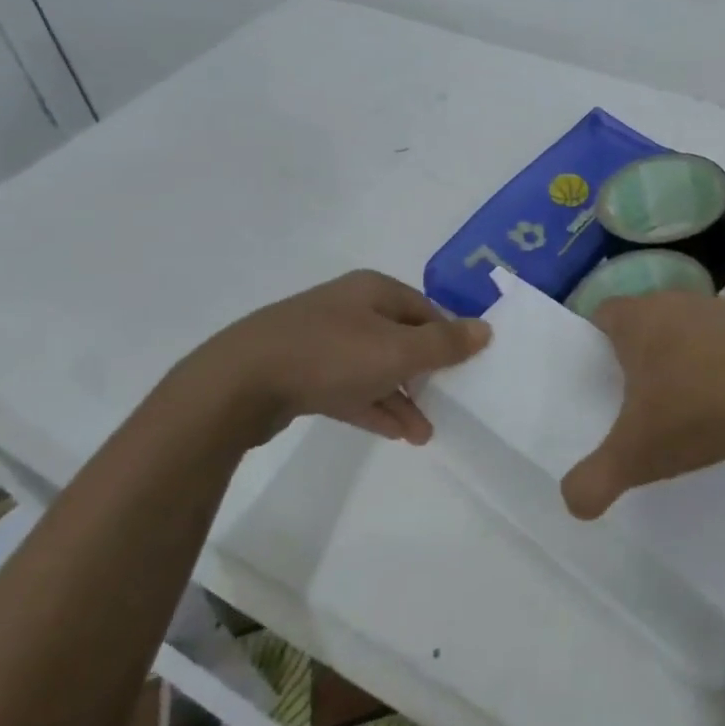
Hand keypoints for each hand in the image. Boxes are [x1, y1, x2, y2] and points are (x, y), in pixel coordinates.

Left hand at [163, 270, 489, 444]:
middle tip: (448, 403)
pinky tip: (396, 433)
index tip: (465, 371)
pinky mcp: (302, 374)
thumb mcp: (397, 350)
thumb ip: (444, 344)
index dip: (448, 339)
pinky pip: (350, 388)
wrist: (239, 384)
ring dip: (402, 398)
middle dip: (426, 374)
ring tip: (425, 434)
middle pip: (401, 338)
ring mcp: (322, 341)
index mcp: (373, 291)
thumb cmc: (330, 356)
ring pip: (375, 368)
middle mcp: (349, 309)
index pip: (425, 310)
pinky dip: (374, 407)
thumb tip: (486, 329)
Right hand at [560, 291, 724, 518]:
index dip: (595, 343)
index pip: (600, 314)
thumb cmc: (701, 408)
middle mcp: (674, 302)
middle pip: (644, 321)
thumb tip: (572, 502)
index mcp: (637, 319)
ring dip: (683, 358)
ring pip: (687, 329)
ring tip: (688, 403)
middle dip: (639, 355)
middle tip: (638, 399)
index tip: (599, 378)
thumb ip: (596, 479)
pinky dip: (723, 364)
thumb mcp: (639, 454)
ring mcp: (720, 308)